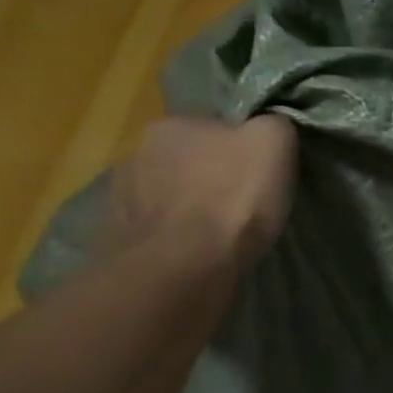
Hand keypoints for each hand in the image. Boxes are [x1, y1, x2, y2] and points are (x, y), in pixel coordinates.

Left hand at [103, 115, 299, 270]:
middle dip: (211, 175)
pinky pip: (158, 231)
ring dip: (190, 207)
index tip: (259, 168)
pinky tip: (197, 252)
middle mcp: (136, 153)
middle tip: (242, 200)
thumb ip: (272, 122)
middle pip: (189, 159)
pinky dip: (176, 237)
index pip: (213, 125)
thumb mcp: (274, 141)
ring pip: (170, 196)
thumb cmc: (232, 197)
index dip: (240, 145)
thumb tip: (268, 123)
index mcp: (170, 124)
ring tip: (219, 232)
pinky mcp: (118, 241)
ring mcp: (120, 200)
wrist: (183, 270)